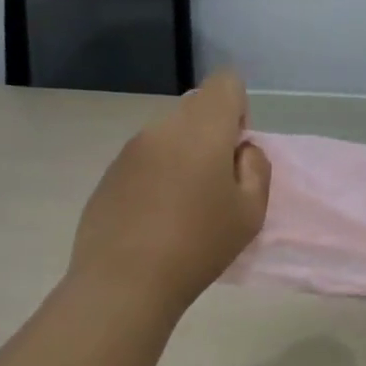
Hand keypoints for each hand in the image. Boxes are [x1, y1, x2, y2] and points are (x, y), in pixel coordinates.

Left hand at [68, 71, 270, 313]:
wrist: (124, 283)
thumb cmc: (199, 245)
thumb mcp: (251, 212)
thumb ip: (256, 168)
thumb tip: (240, 150)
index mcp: (202, 128)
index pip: (225, 82)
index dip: (239, 109)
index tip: (235, 150)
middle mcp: (163, 127)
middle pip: (197, 109)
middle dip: (212, 135)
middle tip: (215, 185)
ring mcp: (130, 149)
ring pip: (170, 134)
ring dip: (184, 156)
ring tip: (184, 206)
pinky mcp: (109, 173)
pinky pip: (146, 158)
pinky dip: (158, 175)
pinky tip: (155, 218)